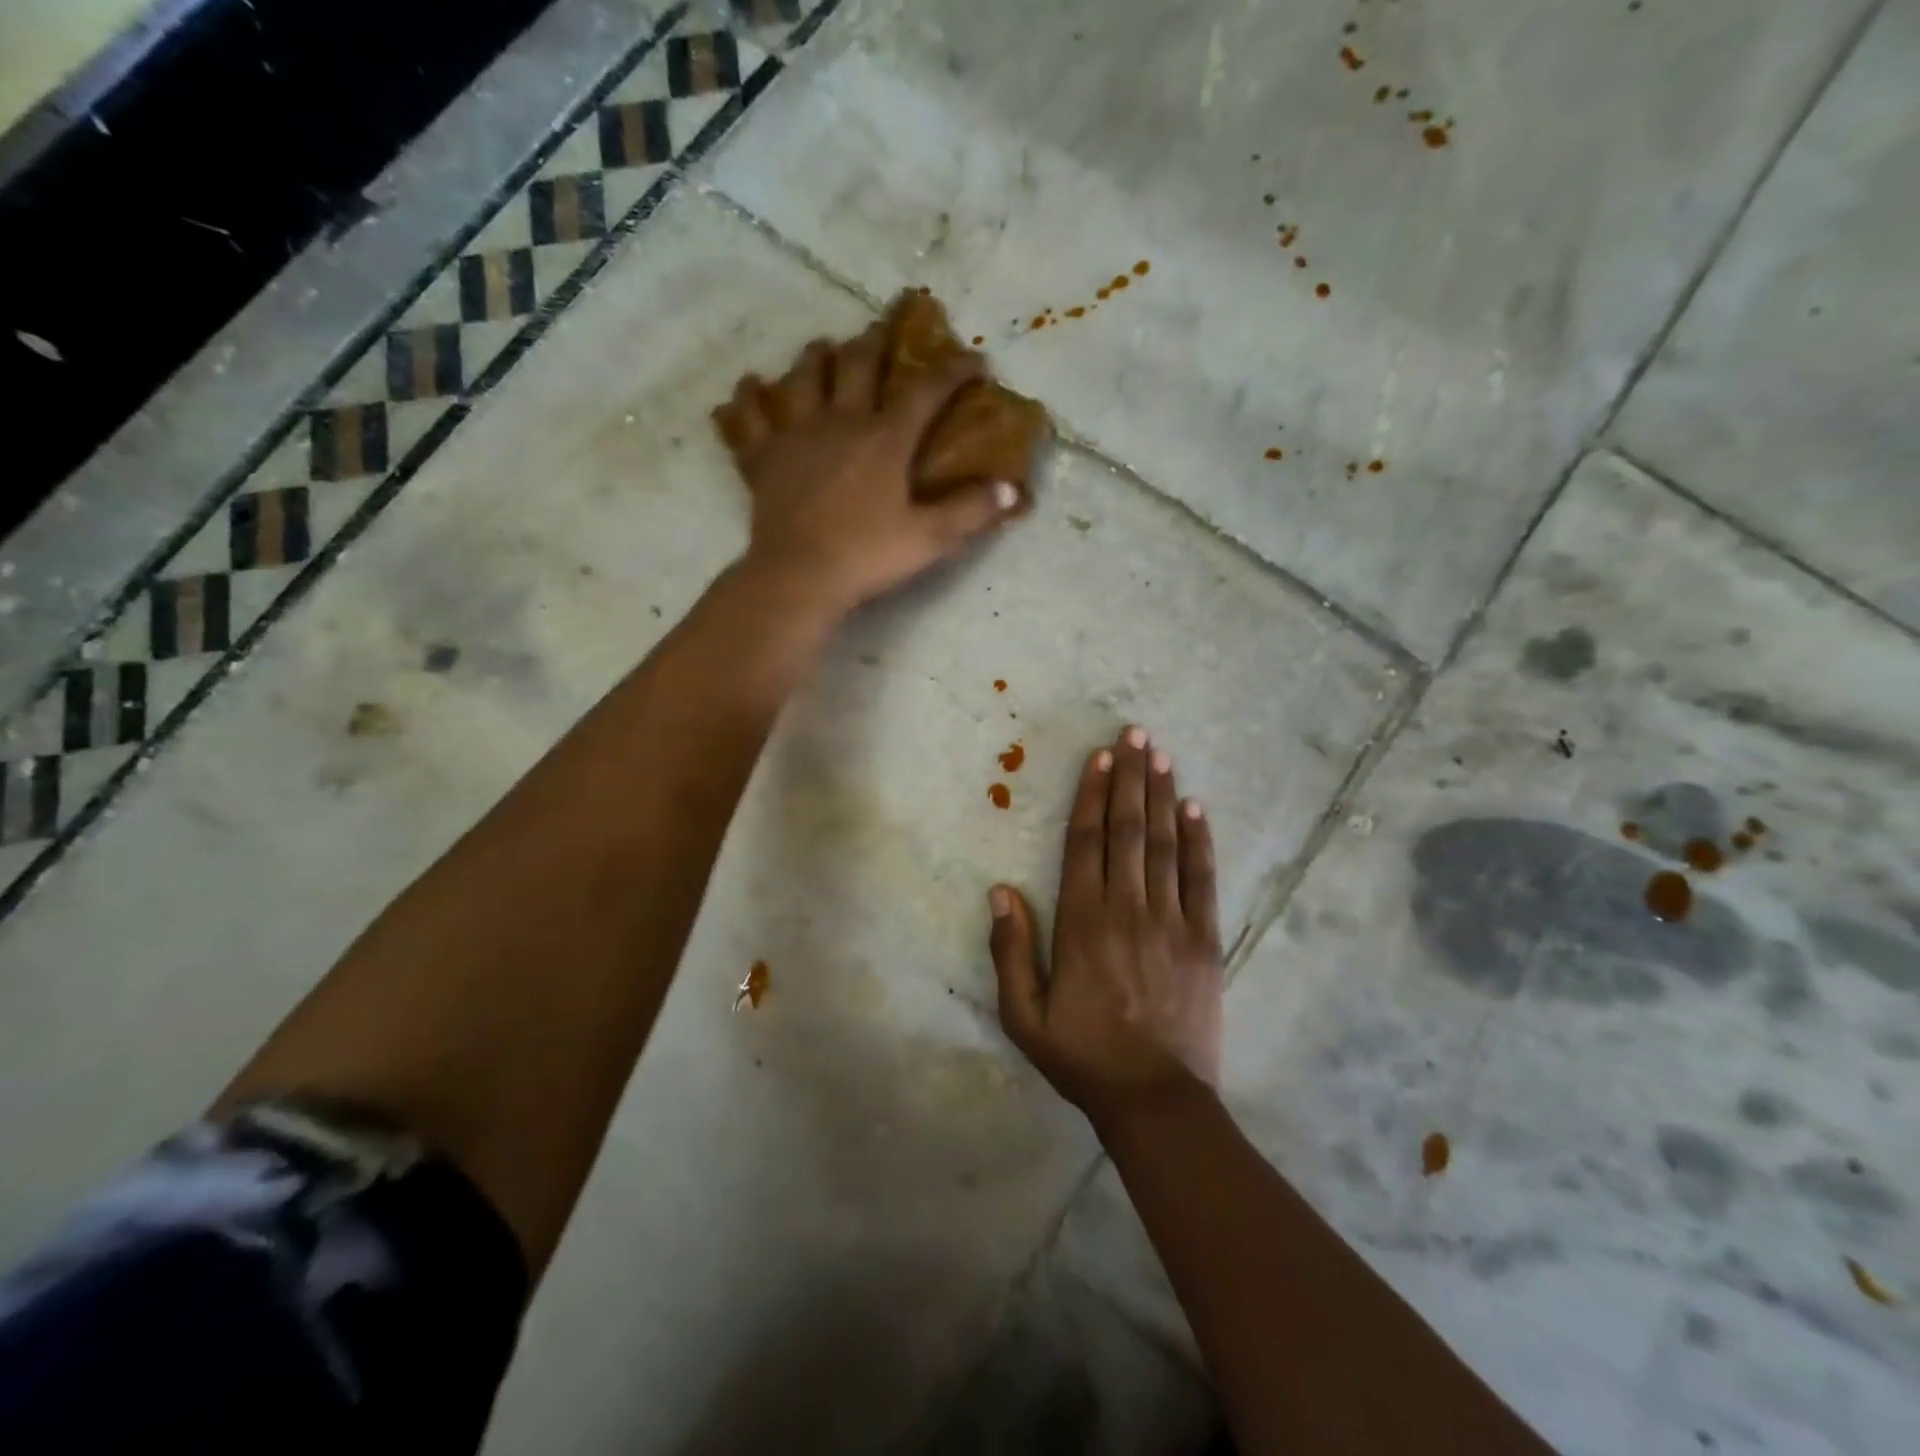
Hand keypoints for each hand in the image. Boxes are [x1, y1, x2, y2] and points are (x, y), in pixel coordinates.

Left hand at [713, 323, 1021, 620]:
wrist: (799, 576)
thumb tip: (1012, 489)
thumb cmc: (867, 555)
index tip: (973, 359)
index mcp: (884, 439)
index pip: (925, 391)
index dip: (952, 370)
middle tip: (884, 326)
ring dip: (816, 357)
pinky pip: (749, 418)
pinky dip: (748, 399)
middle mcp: (840, 422)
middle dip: (876, 340)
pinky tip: (749, 387)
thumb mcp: (930, 538)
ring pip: (803, 378)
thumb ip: (971, 511)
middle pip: (858, 365)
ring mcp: (796, 435)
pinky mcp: (762, 458)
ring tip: (823, 348)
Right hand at [989, 725, 1224, 1129]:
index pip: (1086, 843)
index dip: (1092, 796)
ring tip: (1162, 755)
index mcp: (1082, 923)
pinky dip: (1199, 841)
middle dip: (1131, 778)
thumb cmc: (1083, 1057)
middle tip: (1136, 734)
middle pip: (1127, 830)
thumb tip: (1000, 891)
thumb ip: (1010, 951)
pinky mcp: (1205, 940)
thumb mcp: (1024, 1015)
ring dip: (1162, 796)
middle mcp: (1127, 909)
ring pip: (1164, 845)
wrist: (1156, 1100)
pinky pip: (1202, 879)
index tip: (1100, 757)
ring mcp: (1171, 922)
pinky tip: (1196, 808)